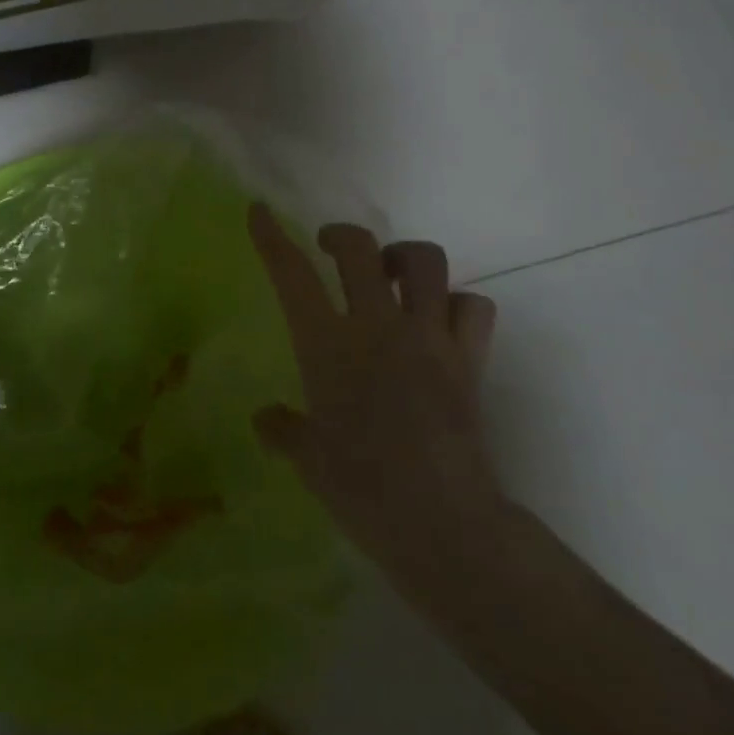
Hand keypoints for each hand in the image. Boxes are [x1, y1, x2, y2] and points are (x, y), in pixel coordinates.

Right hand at [248, 205, 504, 594]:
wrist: (443, 524)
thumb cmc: (361, 491)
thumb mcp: (309, 460)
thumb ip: (284, 430)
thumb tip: (264, 420)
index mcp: (327, 345)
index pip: (291, 275)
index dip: (271, 237)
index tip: (259, 211)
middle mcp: (376, 326)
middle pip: (359, 248)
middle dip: (340, 236)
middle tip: (332, 249)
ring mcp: (428, 337)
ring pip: (425, 261)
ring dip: (403, 257)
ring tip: (391, 276)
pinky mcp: (470, 359)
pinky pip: (474, 306)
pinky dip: (458, 304)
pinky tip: (442, 321)